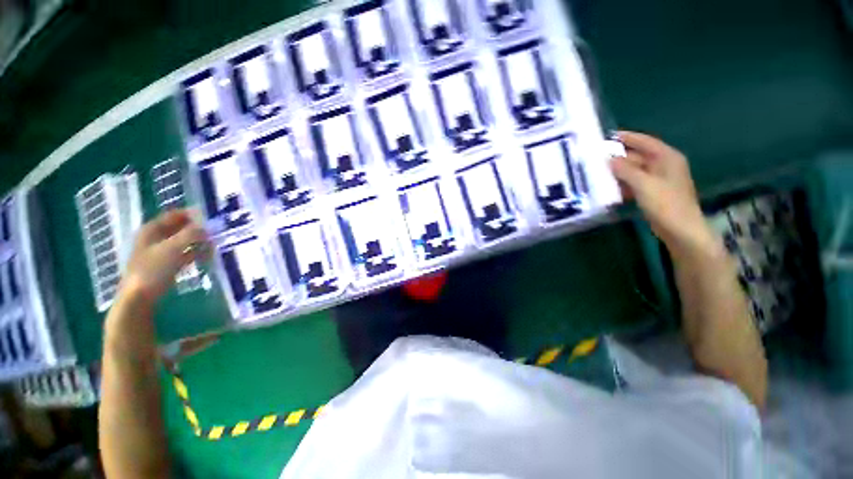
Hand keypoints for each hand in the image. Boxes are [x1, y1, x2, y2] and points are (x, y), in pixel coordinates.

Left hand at [119, 209, 208, 307]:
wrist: (139, 297)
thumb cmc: (152, 269)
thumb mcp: (172, 248)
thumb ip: (191, 234)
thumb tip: (208, 226)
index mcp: (152, 229)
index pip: (175, 215)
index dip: (192, 214)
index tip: (211, 216)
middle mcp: (156, 237)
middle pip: (180, 227)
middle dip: (198, 228)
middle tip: (217, 230)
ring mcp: (162, 252)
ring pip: (184, 241)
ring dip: (199, 241)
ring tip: (216, 242)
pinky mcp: (168, 264)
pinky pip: (185, 253)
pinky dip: (196, 252)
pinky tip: (208, 255)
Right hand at [610, 131, 716, 257]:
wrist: (681, 230)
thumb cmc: (666, 204)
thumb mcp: (644, 184)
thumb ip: (625, 170)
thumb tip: (608, 159)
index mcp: (667, 158)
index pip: (645, 142)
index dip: (628, 137)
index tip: (608, 136)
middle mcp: (663, 166)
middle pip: (638, 156)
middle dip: (619, 157)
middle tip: (597, 157)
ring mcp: (658, 180)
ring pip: (634, 171)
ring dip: (618, 172)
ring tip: (598, 172)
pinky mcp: (653, 193)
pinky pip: (634, 183)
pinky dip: (623, 183)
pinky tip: (609, 187)